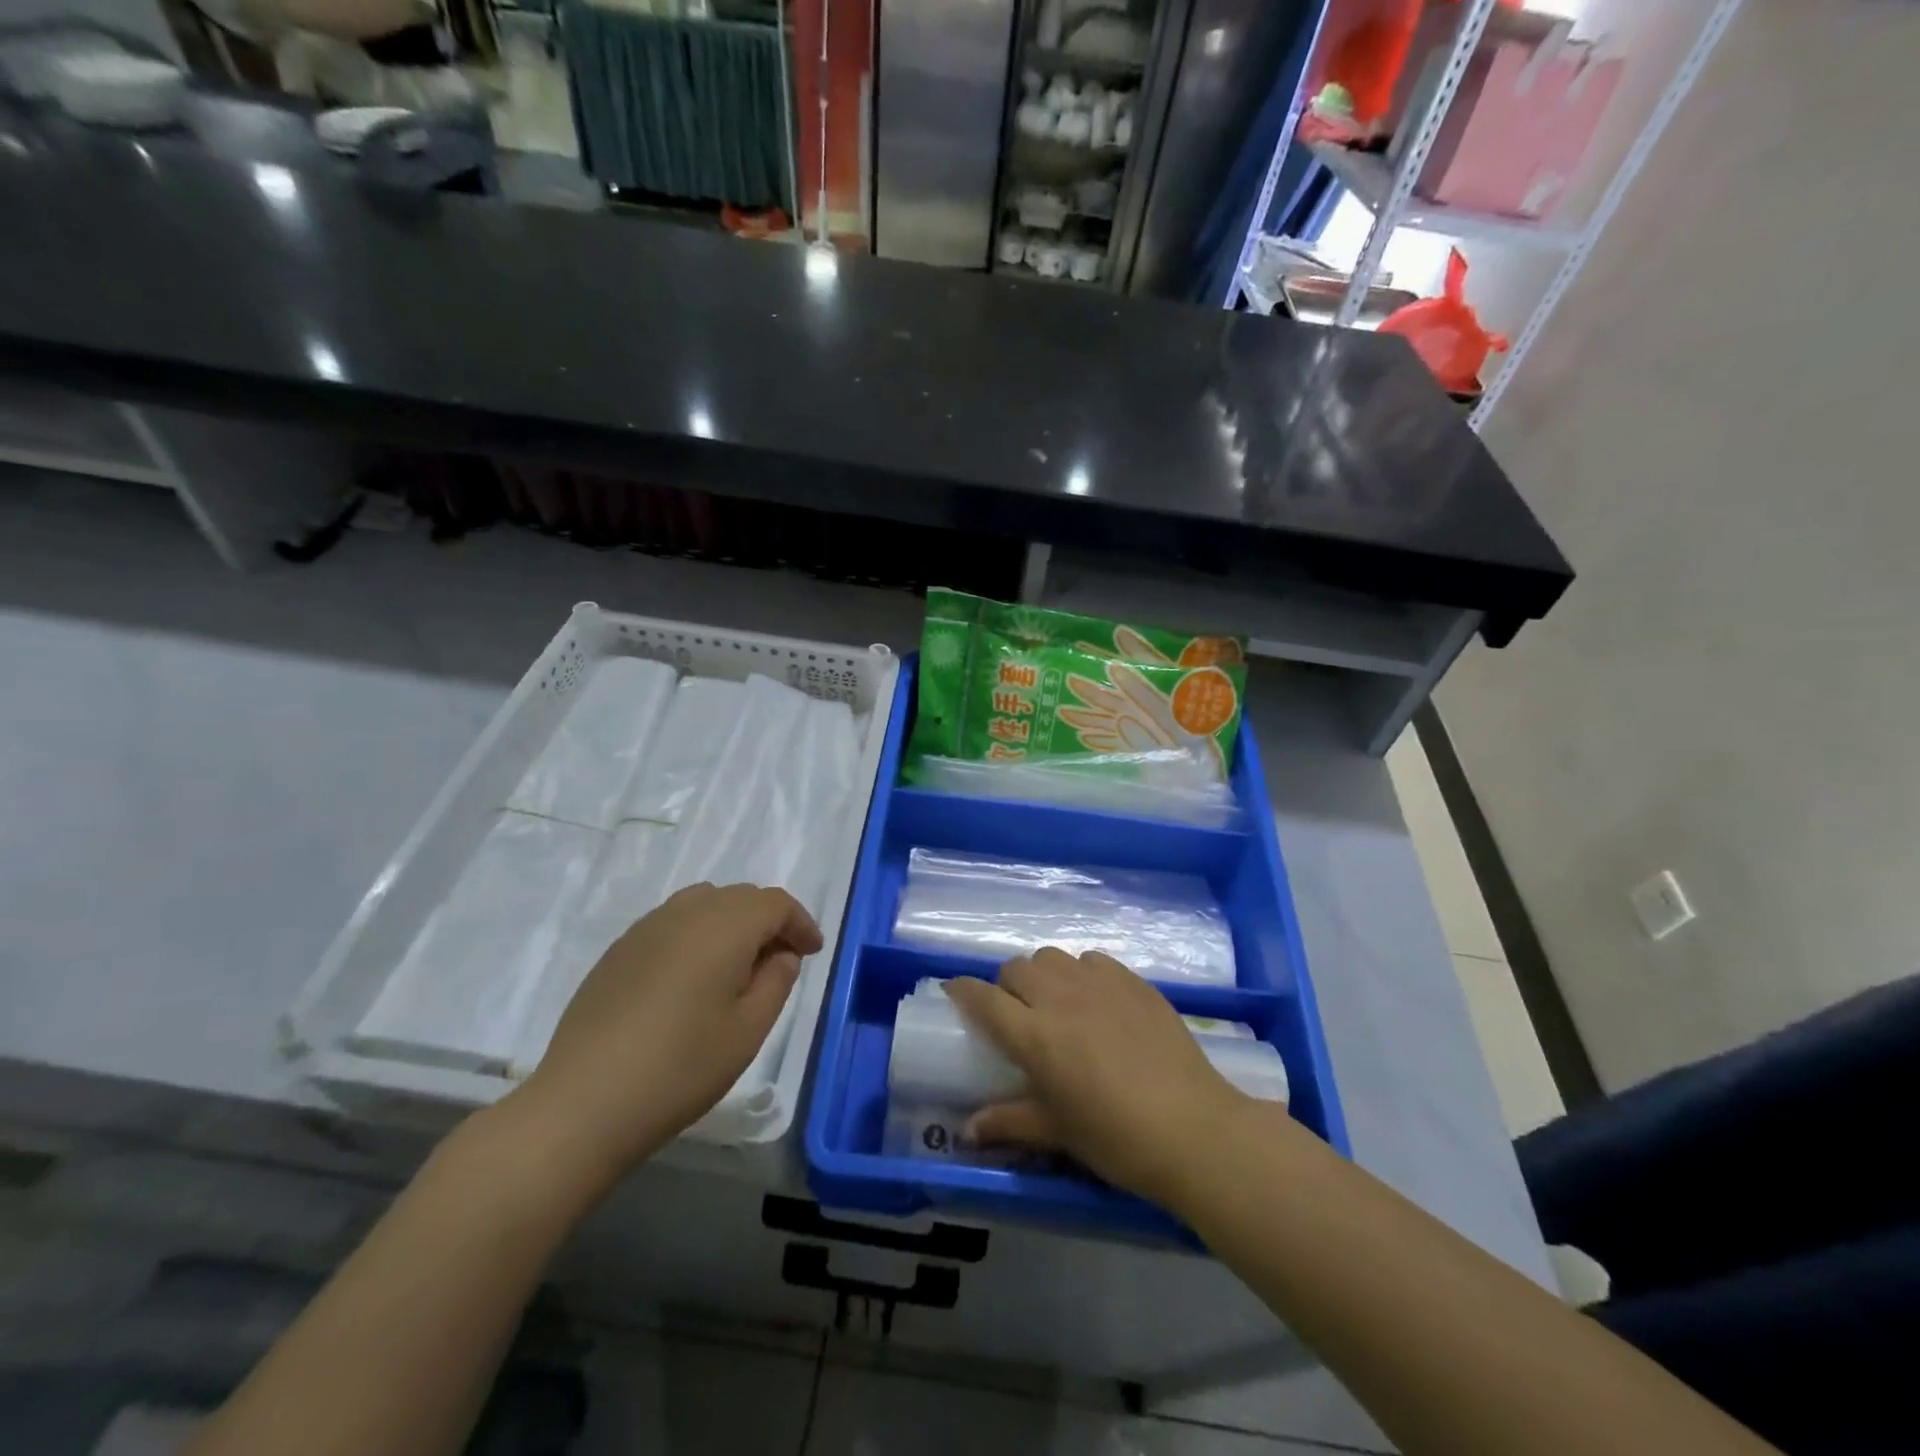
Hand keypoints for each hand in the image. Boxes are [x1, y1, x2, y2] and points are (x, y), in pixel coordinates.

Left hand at [508, 883, 821, 1190]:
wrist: (583, 1103)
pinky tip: (692, 979)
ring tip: (737, 967)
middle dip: (768, 921)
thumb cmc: (681, 1067)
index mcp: (724, 926)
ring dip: (731, 924)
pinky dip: (697, 936)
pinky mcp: (618, 951)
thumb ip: (776, 981)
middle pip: (740, 897)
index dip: (800, 923)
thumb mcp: (749, 1030)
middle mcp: (686, 912)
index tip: (812, 952)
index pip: (775, 903)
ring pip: (704, 904)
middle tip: (780, 962)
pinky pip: (672, 924)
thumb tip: (780, 955)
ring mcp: (646, 928)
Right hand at [945, 949, 1248, 1207]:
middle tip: (1016, 1013)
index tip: (955, 992)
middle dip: (1006, 985)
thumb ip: (1009, 1122)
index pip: (984, 999)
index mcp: (1035, 1036)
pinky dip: (1083, 973)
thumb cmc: (1117, 1138)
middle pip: (1016, 968)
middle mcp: (1061, 998)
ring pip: (1053, 957)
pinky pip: (1093, 959)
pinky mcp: (1133, 980)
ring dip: (1044, 975)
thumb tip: (966, 1132)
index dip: (963, 991)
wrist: (1194, 1128)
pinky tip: (1096, 1000)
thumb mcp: (1058, 1133)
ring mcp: (1100, 984)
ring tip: (1057, 1003)